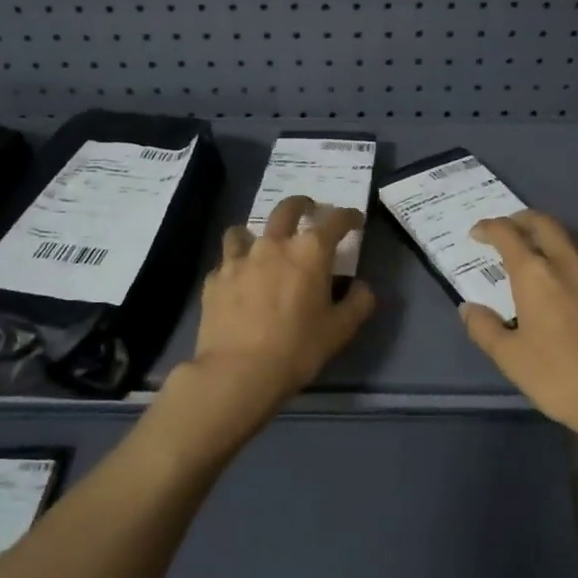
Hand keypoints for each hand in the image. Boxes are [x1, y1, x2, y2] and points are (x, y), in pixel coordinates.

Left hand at [169, 195, 375, 436]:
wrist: (238, 372)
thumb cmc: (297, 349)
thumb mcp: (340, 330)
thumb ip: (358, 303)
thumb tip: (363, 287)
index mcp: (309, 252)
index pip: (335, 220)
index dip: (348, 217)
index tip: (354, 220)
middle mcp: (273, 245)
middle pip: (287, 209)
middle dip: (302, 205)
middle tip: (309, 210)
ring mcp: (238, 259)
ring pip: (244, 230)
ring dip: (257, 232)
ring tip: (261, 245)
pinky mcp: (214, 279)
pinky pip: (225, 262)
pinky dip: (235, 266)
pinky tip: (238, 282)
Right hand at [462, 211, 577, 440]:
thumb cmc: (558, 378)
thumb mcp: (509, 358)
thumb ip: (484, 328)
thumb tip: (468, 307)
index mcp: (535, 275)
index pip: (507, 235)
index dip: (489, 228)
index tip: (478, 233)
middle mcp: (571, 264)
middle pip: (547, 225)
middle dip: (524, 220)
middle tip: (513, 229)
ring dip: (564, 239)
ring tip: (557, 252)